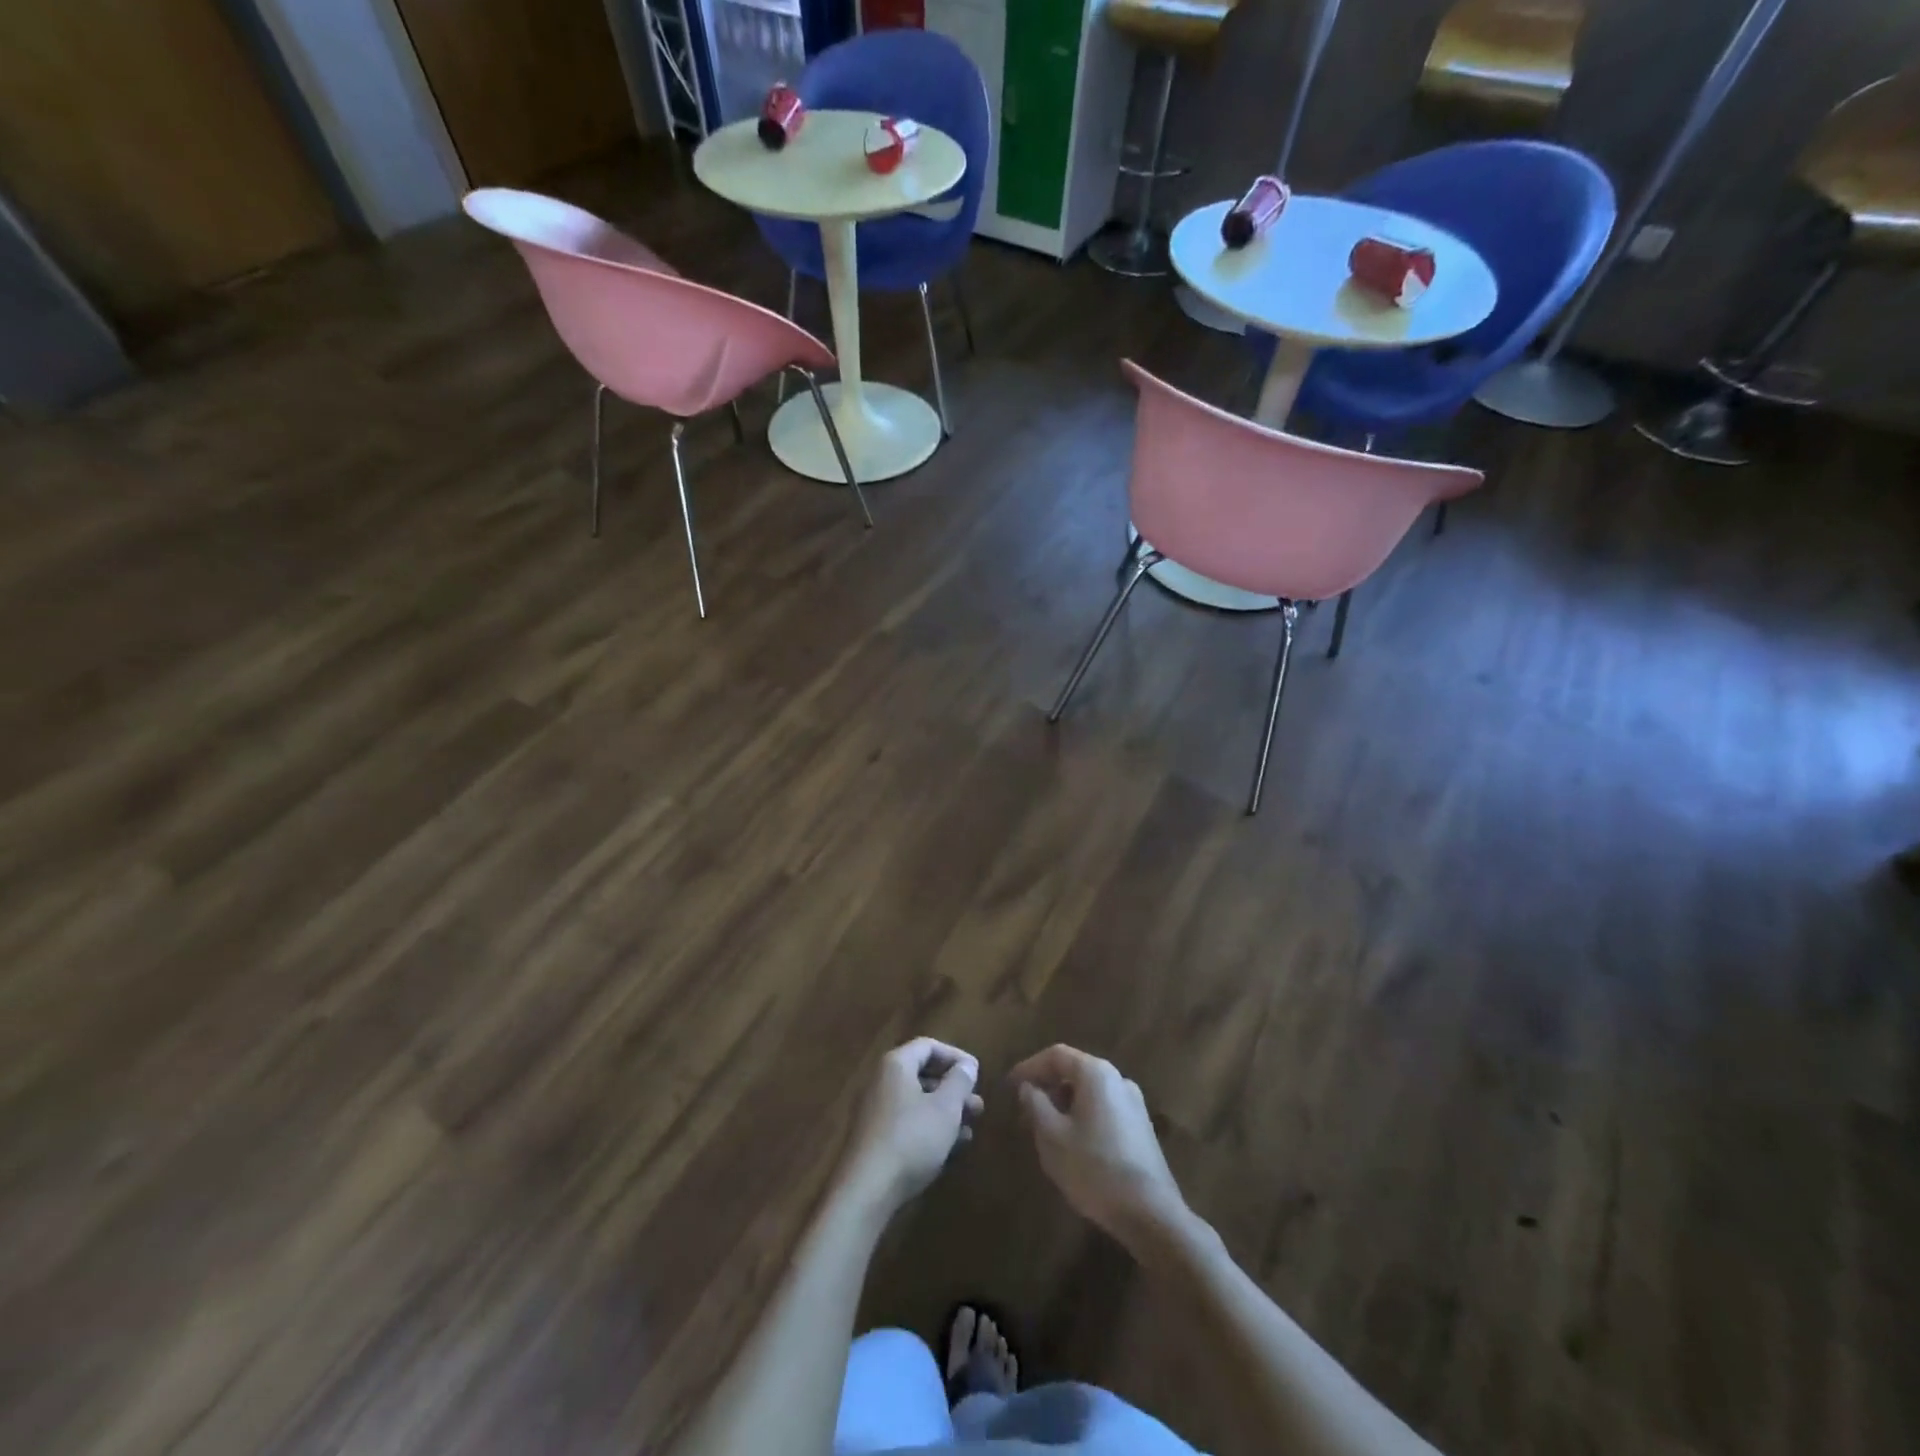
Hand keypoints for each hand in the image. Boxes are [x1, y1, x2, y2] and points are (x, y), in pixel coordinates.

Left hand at [840, 1038, 983, 1216]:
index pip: (928, 1046)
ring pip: (918, 1103)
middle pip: (923, 1075)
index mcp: (896, 1065)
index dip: (956, 1056)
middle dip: (954, 1089)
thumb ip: (959, 1081)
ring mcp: (877, 1112)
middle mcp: (883, 1082)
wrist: (867, 1191)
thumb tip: (967, 1065)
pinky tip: (952, 1148)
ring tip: (970, 1129)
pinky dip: (931, 1130)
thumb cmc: (911, 1138)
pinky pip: (909, 1124)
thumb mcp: (945, 1107)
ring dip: (946, 1113)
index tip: (976, 1074)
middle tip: (977, 1105)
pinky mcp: (877, 1140)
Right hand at [1010, 1045, 1190, 1255]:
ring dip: (1064, 1102)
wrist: (1150, 1213)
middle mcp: (1118, 1079)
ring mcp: (1134, 1103)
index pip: (1056, 1055)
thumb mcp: (1052, 1137)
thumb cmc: (1094, 1168)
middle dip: (1047, 1086)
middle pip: (1075, 1070)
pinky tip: (1073, 1143)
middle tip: (1025, 1108)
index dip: (1029, 1066)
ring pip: (1089, 1092)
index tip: (1010, 1085)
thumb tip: (1028, 1087)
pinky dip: (1082, 1115)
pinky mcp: (1141, 1127)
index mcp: (1096, 1073)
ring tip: (1045, 1128)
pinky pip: (1104, 1109)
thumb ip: (1035, 1104)